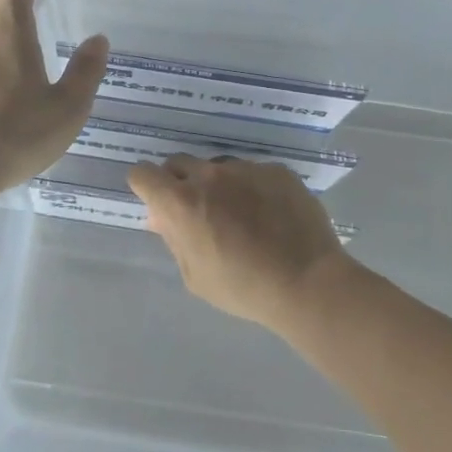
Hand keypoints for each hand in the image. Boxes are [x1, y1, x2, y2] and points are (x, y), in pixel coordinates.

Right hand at [128, 155, 351, 329]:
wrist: (308, 282)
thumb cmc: (243, 287)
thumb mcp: (195, 275)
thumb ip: (174, 239)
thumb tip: (160, 217)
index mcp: (181, 202)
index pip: (143, 173)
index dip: (146, 187)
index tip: (157, 203)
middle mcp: (209, 175)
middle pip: (179, 164)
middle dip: (179, 183)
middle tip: (197, 212)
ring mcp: (245, 168)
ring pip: (218, 167)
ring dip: (218, 185)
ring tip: (241, 215)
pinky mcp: (276, 170)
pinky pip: (253, 172)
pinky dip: (252, 188)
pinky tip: (269, 214)